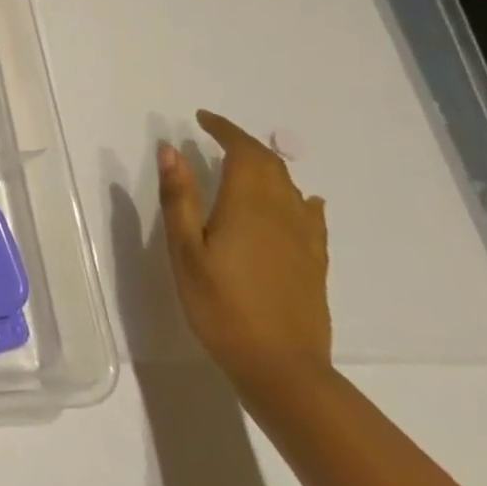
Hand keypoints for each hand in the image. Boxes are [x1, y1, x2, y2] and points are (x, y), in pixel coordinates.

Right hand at [158, 110, 331, 391]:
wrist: (281, 367)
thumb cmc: (220, 306)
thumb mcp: (186, 251)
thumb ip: (180, 198)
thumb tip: (171, 149)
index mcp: (248, 205)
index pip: (243, 151)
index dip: (224, 130)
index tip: (201, 118)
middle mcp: (283, 213)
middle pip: (270, 164)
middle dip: (243, 143)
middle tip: (215, 136)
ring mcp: (304, 239)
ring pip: (290, 186)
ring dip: (266, 166)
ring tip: (241, 164)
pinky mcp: (315, 261)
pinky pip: (310, 214)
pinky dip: (297, 196)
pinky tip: (298, 202)